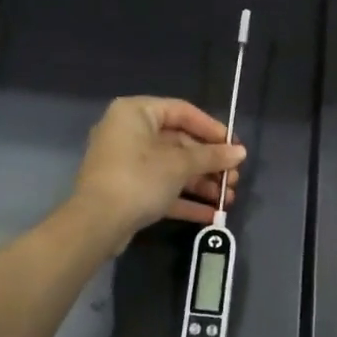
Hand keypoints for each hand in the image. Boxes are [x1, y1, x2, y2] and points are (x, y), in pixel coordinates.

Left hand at [69, 96, 245, 250]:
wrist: (96, 224)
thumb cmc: (139, 179)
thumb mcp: (180, 165)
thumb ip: (212, 156)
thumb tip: (240, 152)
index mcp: (136, 113)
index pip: (182, 112)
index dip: (212, 128)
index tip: (234, 146)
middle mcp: (128, 132)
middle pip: (179, 143)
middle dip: (210, 163)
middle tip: (233, 178)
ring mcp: (126, 164)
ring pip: (171, 168)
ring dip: (201, 183)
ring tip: (228, 198)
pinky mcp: (127, 191)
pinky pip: (161, 187)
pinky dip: (184, 198)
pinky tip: (211, 214)